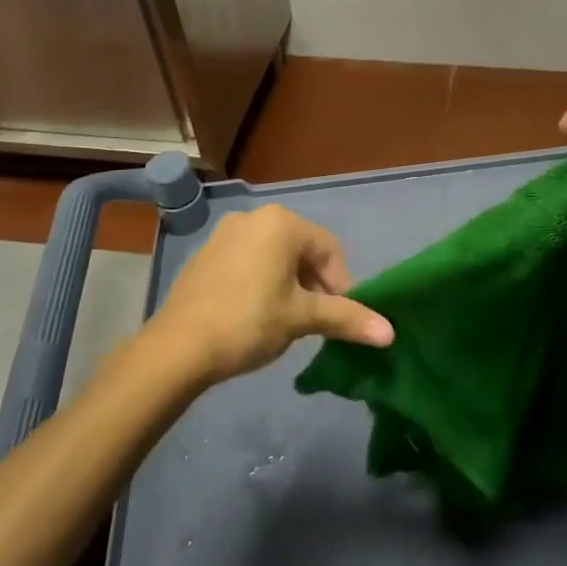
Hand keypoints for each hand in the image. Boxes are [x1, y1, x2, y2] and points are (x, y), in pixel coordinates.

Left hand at [146, 205, 393, 385]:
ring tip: (286, 321)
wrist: (176, 348)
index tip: (337, 319)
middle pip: (302, 250)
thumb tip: (391, 333)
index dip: (341, 285)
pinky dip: (262, 282)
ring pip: (275, 256)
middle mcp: (254, 217)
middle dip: (315, 285)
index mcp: (281, 223)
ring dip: (290, 285)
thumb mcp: (302, 318)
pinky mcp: (206, 254)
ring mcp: (225, 233)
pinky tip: (255, 315)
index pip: (329, 250)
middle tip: (314, 322)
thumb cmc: (248, 322)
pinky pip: (248, 261)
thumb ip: (347, 318)